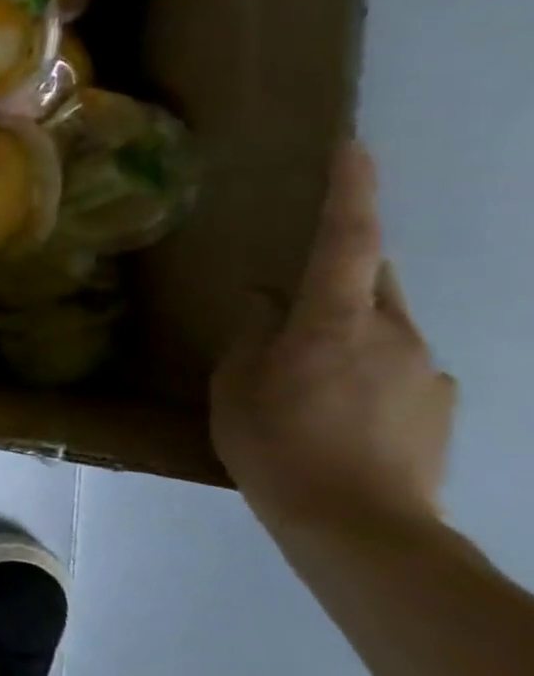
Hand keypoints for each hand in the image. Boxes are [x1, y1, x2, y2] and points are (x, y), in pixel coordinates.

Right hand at [211, 142, 455, 533]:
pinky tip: (336, 413)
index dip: (350, 192)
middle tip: (292, 301)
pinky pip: (397, 368)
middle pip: (372, 281)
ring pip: (382, 327)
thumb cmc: (274, 443)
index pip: (347, 241)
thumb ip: (252, 333)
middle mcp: (395, 334)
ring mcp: (426, 370)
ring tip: (302, 380)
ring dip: (344, 334)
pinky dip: (364, 373)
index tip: (354, 148)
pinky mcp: (440, 406)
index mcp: (336, 322)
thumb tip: (266, 298)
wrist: (358, 526)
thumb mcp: (236, 385)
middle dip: (339, 275)